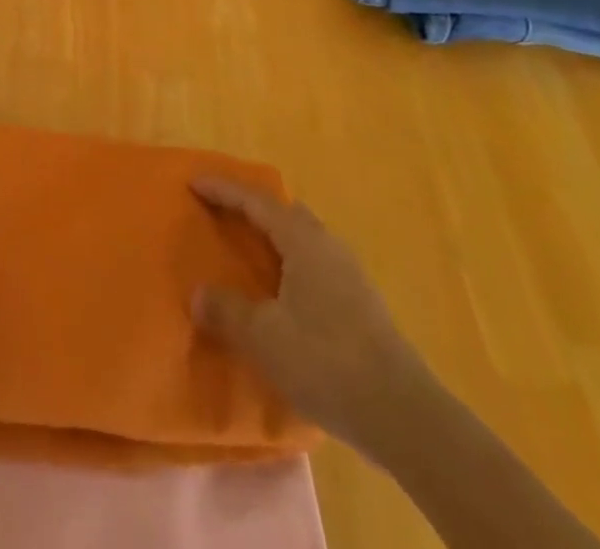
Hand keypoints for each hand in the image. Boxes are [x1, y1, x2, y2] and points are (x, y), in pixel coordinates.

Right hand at [192, 178, 427, 448]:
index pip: (256, 201)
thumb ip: (227, 310)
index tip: (193, 182)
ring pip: (303, 239)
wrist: (406, 418)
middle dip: (252, 206)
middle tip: (222, 211)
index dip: (223, 189)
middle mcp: (328, 247)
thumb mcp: (264, 337)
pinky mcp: (363, 306)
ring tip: (248, 249)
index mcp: (303, 241)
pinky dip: (290, 263)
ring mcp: (350, 276)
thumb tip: (198, 294)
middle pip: (285, 212)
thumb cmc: (327, 362)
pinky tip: (281, 292)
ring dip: (274, 236)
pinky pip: (315, 265)